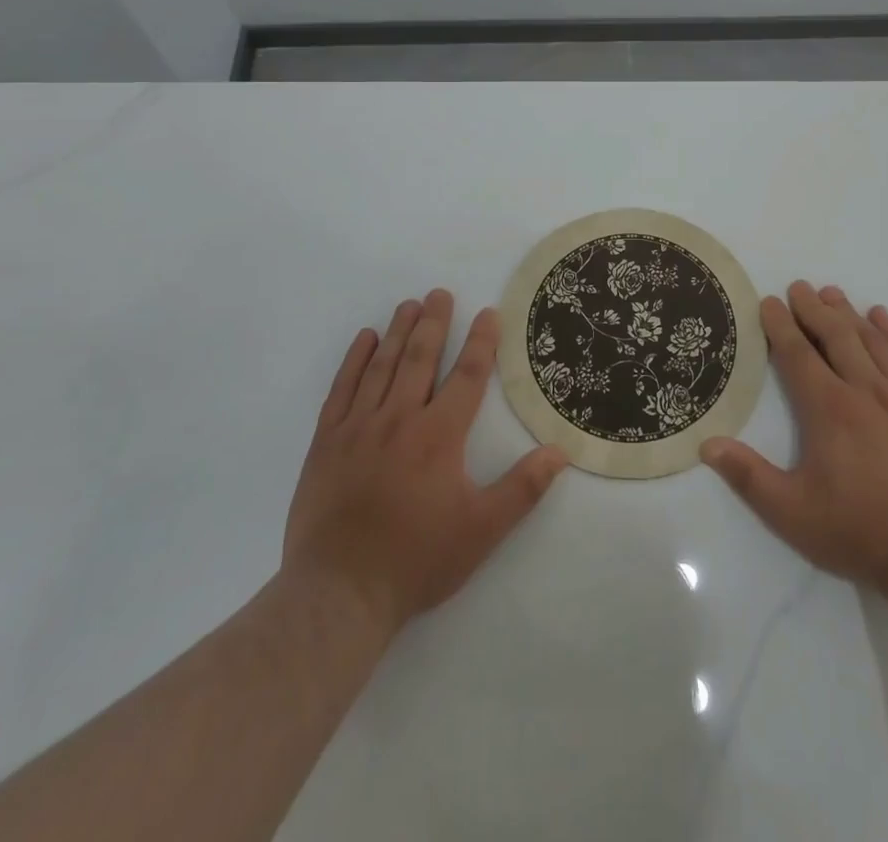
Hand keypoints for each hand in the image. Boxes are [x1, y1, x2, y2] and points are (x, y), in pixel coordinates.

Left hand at [280, 290, 568, 637]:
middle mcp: (399, 420)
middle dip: (435, 323)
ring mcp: (358, 428)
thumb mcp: (481, 531)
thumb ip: (522, 488)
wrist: (338, 595)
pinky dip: (354, 360)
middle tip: (441, 293)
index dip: (481, 342)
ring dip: (398, 331)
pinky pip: (342, 388)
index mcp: (438, 437)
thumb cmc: (416, 561)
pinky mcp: (326, 442)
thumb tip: (560, 451)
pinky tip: (365, 339)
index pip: (467, 376)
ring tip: (410, 304)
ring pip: (381, 366)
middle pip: (420, 359)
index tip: (489, 314)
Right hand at [700, 281, 887, 593]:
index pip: (798, 354)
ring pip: (871, 340)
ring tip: (831, 293)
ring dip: (848, 313)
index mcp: (828, 409)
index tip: (769, 303)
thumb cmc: (858, 531)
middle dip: (813, 308)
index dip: (780, 325)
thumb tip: (707, 444)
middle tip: (798, 288)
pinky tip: (881, 317)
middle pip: (835, 335)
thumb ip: (748, 476)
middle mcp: (864, 390)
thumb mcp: (791, 513)